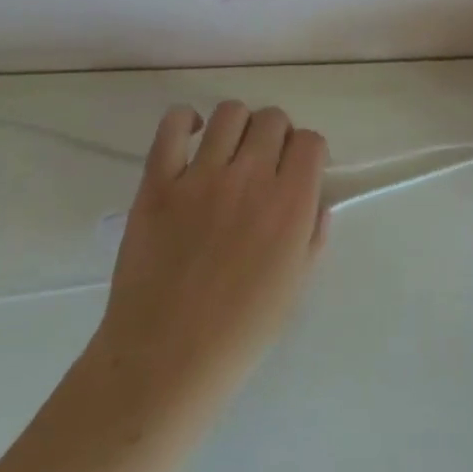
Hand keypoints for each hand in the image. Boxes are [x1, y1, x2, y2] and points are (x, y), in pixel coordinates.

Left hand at [91, 102, 328, 418]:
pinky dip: (184, 120)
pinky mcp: (157, 182)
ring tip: (229, 151)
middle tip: (265, 163)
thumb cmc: (241, 331)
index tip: (299, 170)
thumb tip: (315, 200)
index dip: (308, 151)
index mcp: (290, 204)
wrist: (166, 358)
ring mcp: (200, 176)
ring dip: (238, 125)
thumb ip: (312, 235)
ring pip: (229, 113)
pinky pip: (171, 126)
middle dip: (276, 135)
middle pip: (273, 119)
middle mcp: (250, 178)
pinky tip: (191, 136)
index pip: (310, 141)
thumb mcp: (296, 285)